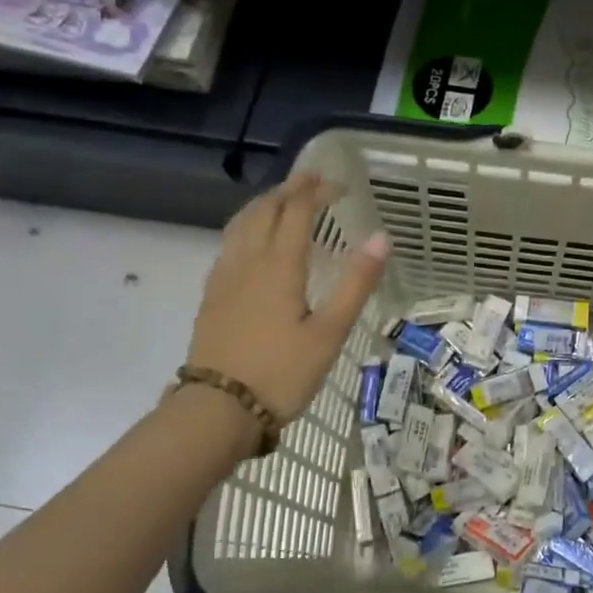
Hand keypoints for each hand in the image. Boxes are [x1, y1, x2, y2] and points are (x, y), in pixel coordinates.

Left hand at [185, 174, 390, 421]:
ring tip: (282, 200)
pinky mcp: (212, 295)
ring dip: (264, 204)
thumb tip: (381, 237)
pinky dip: (246, 226)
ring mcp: (224, 277)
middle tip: (312, 182)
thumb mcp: (329, 333)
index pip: (297, 211)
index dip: (316, 191)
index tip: (337, 183)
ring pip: (241, 223)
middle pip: (265, 210)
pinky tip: (251, 242)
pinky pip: (229, 244)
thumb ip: (355, 284)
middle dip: (289, 190)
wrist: (217, 410)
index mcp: (279, 266)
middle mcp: (247, 261)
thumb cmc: (281, 373)